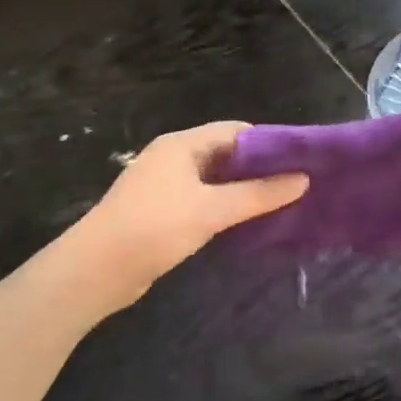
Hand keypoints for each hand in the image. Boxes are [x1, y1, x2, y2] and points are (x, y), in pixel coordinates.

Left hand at [77, 122, 307, 306]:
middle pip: (226, 154)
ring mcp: (165, 185)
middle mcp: (174, 157)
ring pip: (214, 180)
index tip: (301, 162)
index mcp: (182, 144)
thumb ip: (258, 195)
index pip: (235, 131)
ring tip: (281, 205)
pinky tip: (247, 223)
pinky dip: (225, 207)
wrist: (97, 269)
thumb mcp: (212, 210)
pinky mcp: (161, 211)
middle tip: (297, 186)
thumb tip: (303, 179)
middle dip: (260, 169)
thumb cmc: (156, 227)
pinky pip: (202, 200)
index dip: (269, 144)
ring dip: (243, 191)